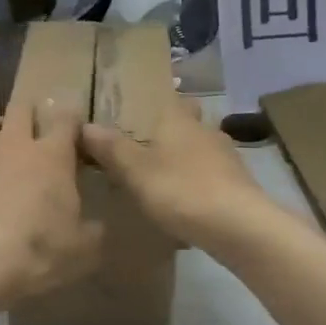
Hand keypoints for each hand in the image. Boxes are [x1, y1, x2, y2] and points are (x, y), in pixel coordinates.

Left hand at [0, 102, 103, 305]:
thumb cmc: (37, 246)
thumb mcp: (79, 248)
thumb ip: (91, 231)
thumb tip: (96, 226)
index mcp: (53, 155)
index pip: (66, 119)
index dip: (72, 119)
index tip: (76, 129)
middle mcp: (17, 144)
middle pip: (22, 107)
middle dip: (31, 112)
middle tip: (36, 128)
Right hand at [81, 95, 278, 255]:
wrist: (239, 227)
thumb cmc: (182, 189)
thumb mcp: (136, 170)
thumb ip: (111, 148)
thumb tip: (86, 125)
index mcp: (180, 119)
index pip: (166, 97)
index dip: (149, 101)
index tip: (129, 111)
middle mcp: (205, 131)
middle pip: (184, 123)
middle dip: (166, 132)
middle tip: (139, 146)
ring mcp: (226, 158)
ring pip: (198, 150)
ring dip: (181, 160)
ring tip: (157, 177)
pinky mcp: (237, 185)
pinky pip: (209, 177)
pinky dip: (195, 184)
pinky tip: (182, 204)